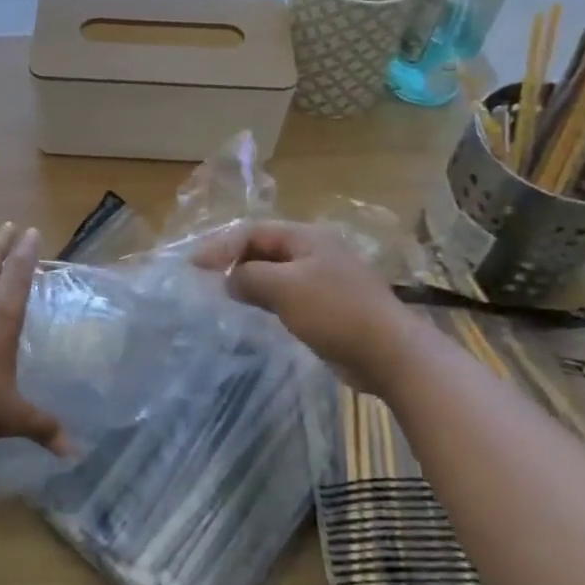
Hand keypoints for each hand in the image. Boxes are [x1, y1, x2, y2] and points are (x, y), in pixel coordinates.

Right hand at [195, 220, 410, 377]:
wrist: (390, 353)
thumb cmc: (335, 311)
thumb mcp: (284, 288)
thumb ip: (249, 277)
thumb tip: (230, 280)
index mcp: (306, 237)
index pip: (253, 231)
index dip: (221, 245)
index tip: (195, 266)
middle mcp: (315, 252)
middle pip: (264, 249)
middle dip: (234, 261)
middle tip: (206, 279)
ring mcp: (325, 279)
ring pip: (276, 273)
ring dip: (250, 282)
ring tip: (224, 296)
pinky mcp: (329, 307)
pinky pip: (289, 295)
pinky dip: (268, 300)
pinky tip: (256, 314)